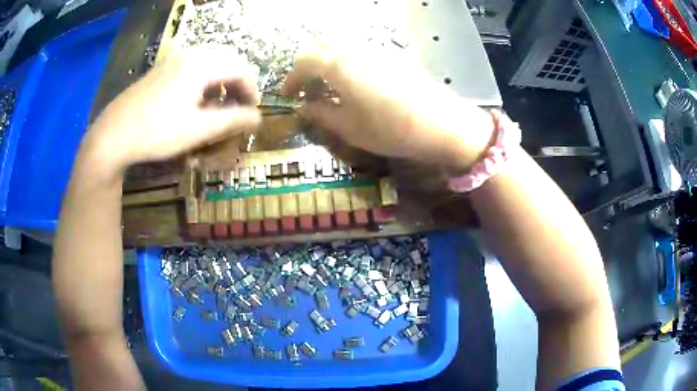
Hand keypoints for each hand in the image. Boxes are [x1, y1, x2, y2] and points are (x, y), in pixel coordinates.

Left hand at [82, 49, 260, 174]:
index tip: (250, 114)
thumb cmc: (156, 132)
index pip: (241, 69)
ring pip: (210, 63)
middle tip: (235, 109)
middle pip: (227, 61)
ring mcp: (173, 60)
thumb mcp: (198, 130)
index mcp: (202, 64)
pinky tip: (193, 102)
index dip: (251, 91)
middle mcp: (190, 55)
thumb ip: (232, 121)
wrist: (113, 135)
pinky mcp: (161, 70)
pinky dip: (203, 81)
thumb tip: (258, 118)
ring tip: (216, 106)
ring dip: (220, 83)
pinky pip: (193, 67)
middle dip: (237, 85)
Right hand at [281, 47, 494, 170]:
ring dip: (328, 63)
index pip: (304, 61)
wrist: (441, 123)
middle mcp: (355, 49)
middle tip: (307, 90)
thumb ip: (321, 114)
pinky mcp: (394, 55)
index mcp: (338, 64)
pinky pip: (361, 51)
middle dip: (308, 67)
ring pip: (342, 47)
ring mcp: (377, 49)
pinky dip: (347, 62)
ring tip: (329, 87)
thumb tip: (303, 108)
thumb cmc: (390, 129)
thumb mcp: (349, 127)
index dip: (292, 78)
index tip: (287, 95)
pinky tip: (355, 83)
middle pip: (321, 47)